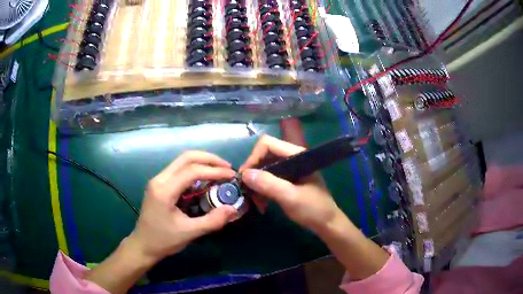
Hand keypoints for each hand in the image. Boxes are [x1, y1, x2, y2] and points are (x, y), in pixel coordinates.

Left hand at [129, 151, 236, 264]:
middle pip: (186, 157)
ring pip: (182, 161)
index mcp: (164, 190)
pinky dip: (195, 170)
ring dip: (202, 163)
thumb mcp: (189, 233)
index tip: (231, 175)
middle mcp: (159, 179)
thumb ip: (212, 221)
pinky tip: (205, 180)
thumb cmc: (163, 241)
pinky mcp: (159, 184)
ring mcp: (158, 180)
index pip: (192, 171)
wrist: (143, 245)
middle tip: (227, 167)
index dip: (214, 171)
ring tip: (219, 171)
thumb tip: (233, 209)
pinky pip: (179, 170)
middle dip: (209, 159)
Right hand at [240, 135, 341, 231]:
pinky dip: (262, 190)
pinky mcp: (288, 181)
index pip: (267, 144)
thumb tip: (244, 174)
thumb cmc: (313, 209)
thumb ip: (269, 184)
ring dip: (256, 184)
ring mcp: (290, 170)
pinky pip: (269, 179)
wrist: (327, 224)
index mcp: (296, 155)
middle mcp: (292, 159)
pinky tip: (262, 203)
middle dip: (253, 174)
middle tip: (247, 192)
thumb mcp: (290, 197)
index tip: (245, 177)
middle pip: (264, 156)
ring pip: (264, 169)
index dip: (253, 157)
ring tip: (255, 202)